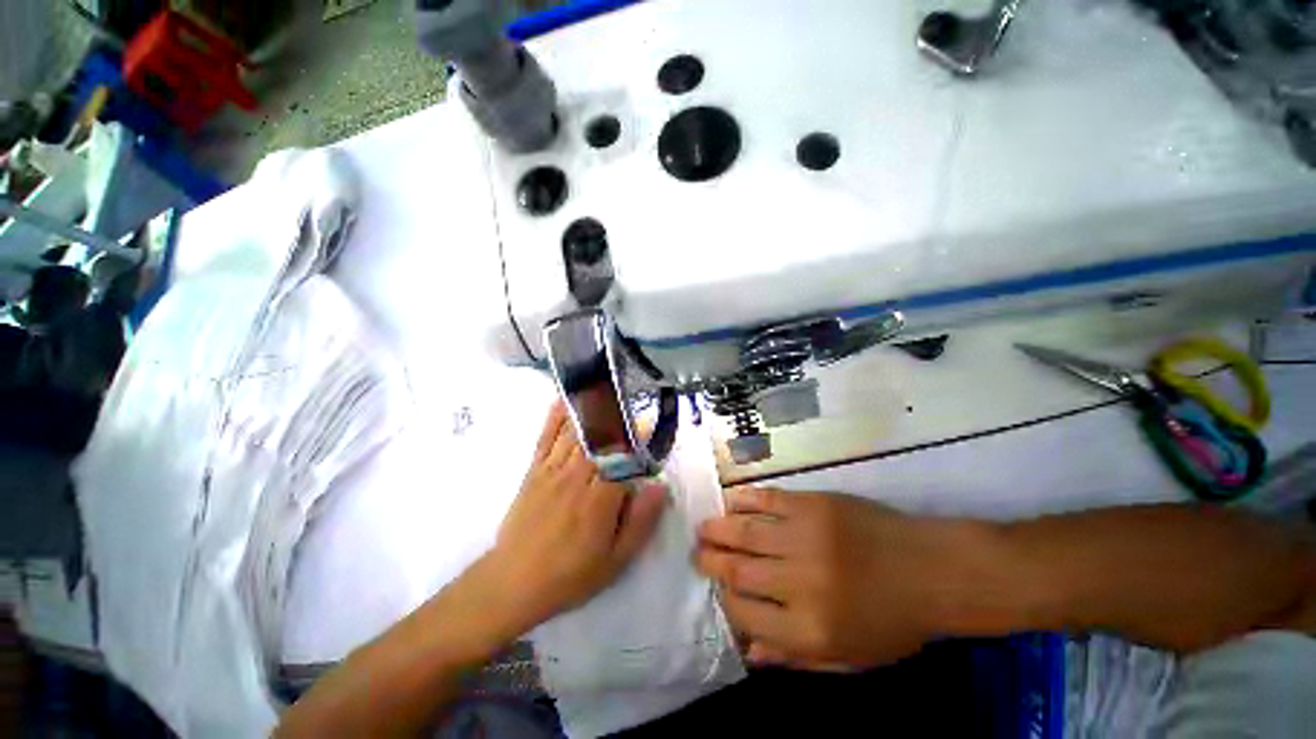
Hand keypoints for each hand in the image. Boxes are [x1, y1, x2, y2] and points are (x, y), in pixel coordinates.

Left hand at [486, 402, 666, 635]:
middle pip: (601, 437)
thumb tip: (660, 487)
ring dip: (592, 407)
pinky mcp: (534, 470)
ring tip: (605, 386)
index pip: (624, 456)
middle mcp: (577, 476)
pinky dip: (556, 416)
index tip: (649, 419)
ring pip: (576, 432)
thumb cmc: (571, 574)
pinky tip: (566, 399)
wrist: (514, 582)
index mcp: (600, 497)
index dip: (637, 435)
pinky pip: (546, 437)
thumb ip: (640, 521)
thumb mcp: (616, 560)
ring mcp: (552, 470)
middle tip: (629, 393)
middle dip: (616, 413)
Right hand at [695, 487, 976, 668]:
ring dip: (717, 530)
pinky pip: (767, 500)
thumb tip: (748, 651)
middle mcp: (800, 582)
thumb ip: (795, 657)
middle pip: (738, 570)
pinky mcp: (813, 505)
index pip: (745, 615)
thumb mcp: (849, 657)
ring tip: (703, 529)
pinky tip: (730, 503)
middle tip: (698, 554)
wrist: (933, 569)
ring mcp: (806, 537)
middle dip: (710, 562)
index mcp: (810, 629)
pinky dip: (744, 501)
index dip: (725, 602)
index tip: (718, 590)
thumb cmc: (893, 620)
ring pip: (744, 532)